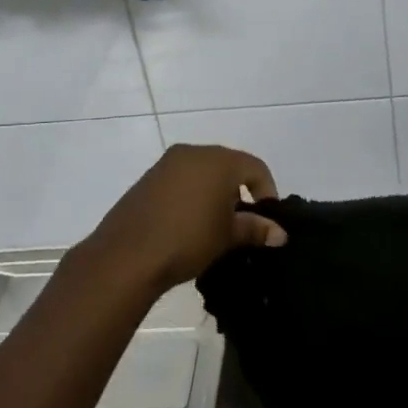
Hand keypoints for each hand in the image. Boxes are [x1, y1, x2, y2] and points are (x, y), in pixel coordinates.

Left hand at [76, 144, 285, 297]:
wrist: (127, 255)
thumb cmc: (188, 239)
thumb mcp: (227, 236)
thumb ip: (255, 229)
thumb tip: (280, 233)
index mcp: (219, 160)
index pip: (255, 167)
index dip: (266, 191)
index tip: (266, 219)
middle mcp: (193, 152)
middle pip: (228, 165)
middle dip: (239, 191)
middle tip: (240, 222)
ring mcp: (167, 163)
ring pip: (202, 171)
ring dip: (214, 192)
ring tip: (214, 225)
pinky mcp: (148, 178)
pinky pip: (180, 179)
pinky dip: (191, 194)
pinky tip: (187, 223)